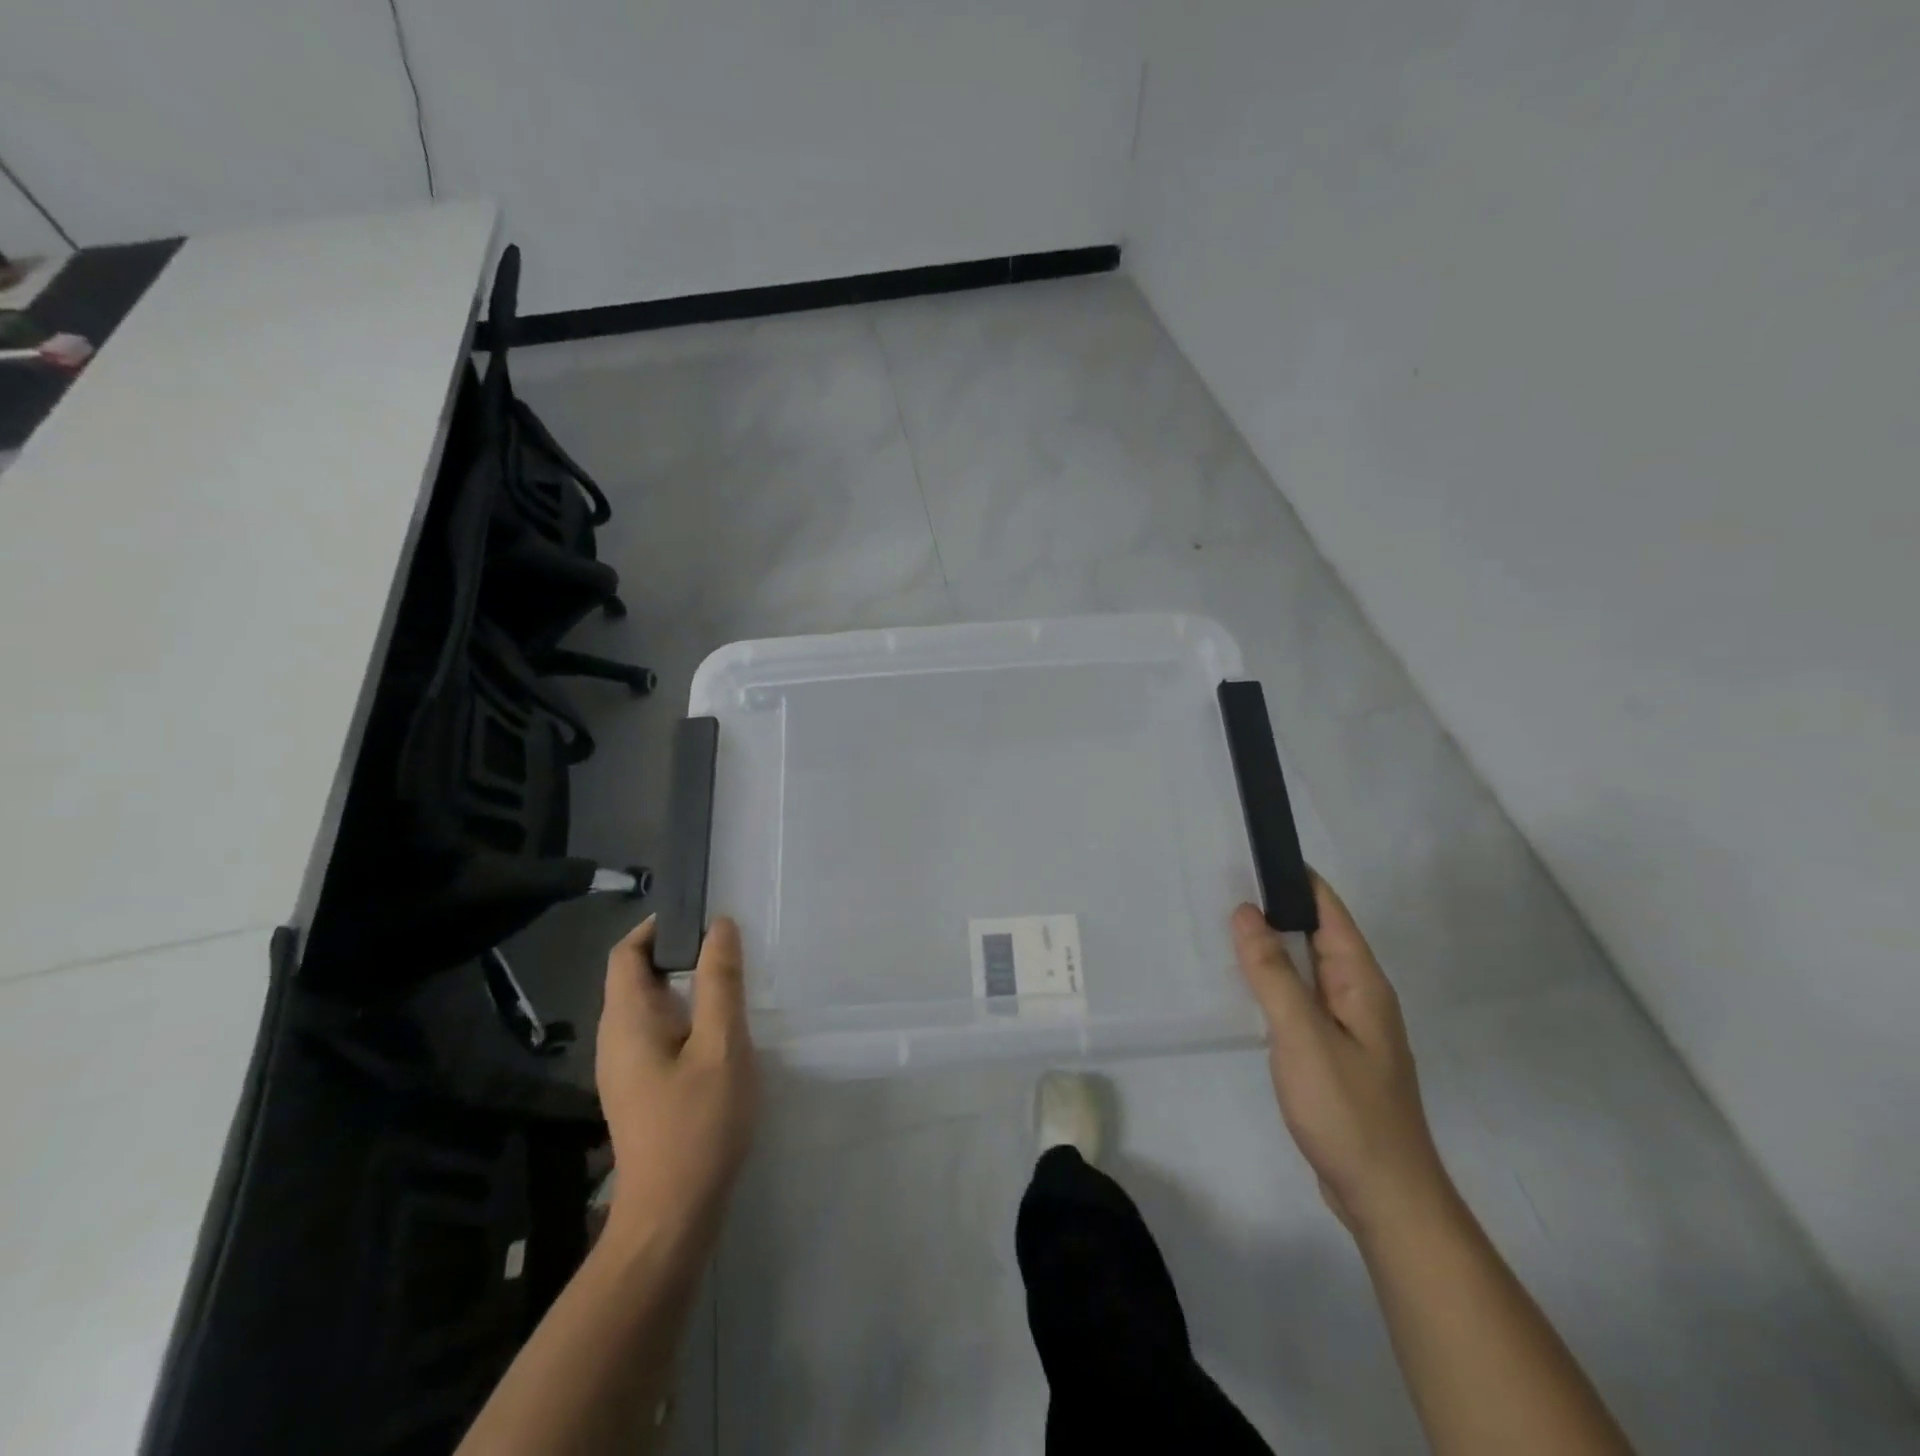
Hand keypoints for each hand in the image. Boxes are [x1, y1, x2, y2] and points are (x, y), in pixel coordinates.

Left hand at [595, 915, 756, 1252]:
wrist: (671, 1215)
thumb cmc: (698, 1124)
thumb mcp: (721, 1045)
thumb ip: (720, 982)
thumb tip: (720, 926)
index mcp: (627, 1022)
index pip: (626, 954)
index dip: (656, 927)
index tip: (699, 917)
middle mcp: (614, 1039)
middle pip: (634, 977)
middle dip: (674, 952)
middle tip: (724, 944)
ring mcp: (623, 1068)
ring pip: (646, 1007)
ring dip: (681, 983)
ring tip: (726, 979)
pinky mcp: (637, 1089)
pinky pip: (654, 1032)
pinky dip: (682, 1013)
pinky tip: (715, 1028)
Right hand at [1231, 875, 1450, 1238]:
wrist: (1384, 1196)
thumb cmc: (1347, 1110)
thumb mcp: (1302, 1035)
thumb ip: (1272, 972)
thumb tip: (1246, 911)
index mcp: (1361, 983)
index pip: (1330, 912)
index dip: (1297, 879)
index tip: (1256, 853)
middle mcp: (1359, 996)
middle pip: (1318, 935)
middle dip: (1277, 907)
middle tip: (1223, 885)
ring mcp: (1348, 1026)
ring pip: (1307, 968)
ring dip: (1273, 946)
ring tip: (1225, 926)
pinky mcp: (1333, 1052)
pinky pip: (1301, 999)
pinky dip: (1274, 981)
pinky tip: (1246, 987)